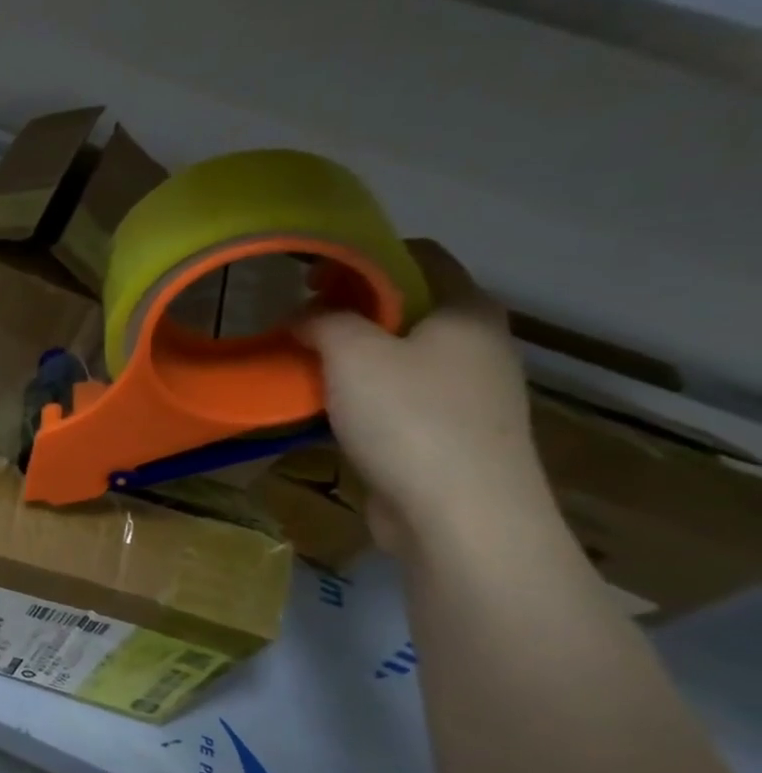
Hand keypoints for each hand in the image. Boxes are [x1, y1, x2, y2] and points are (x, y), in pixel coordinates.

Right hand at [298, 240, 548, 556]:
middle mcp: (476, 344)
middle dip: (348, 309)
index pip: (420, 255)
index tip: (311, 274)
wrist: (460, 516)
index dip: (363, 256)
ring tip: (300, 364)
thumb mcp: (353, 353)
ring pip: (398, 354)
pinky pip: (396, 396)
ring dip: (349, 354)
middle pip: (407, 306)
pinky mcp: (448, 433)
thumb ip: (323, 320)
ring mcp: (467, 392)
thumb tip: (304, 316)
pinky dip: (359, 393)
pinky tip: (323, 407)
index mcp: (467, 311)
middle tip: (297, 321)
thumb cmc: (411, 419)